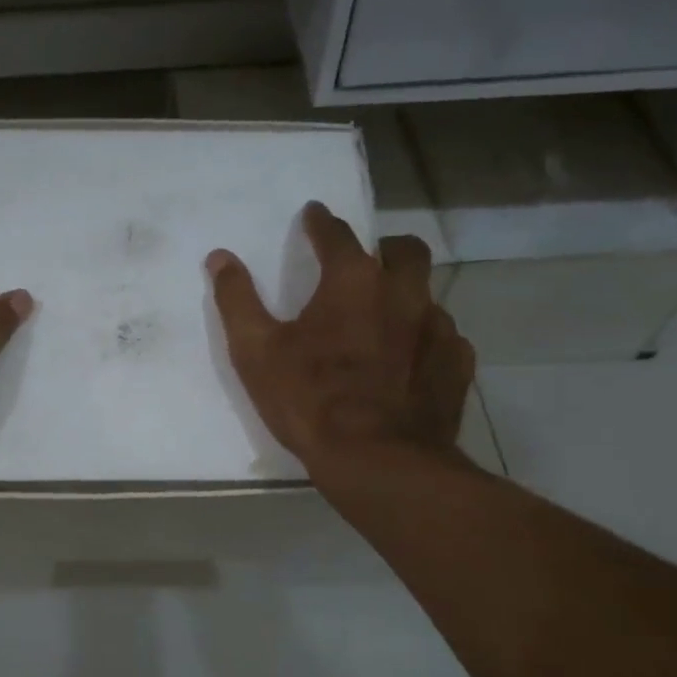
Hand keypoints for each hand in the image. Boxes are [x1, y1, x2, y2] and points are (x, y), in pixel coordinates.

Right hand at [207, 201, 474, 480]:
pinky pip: (444, 339)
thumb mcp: (256, 352)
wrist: (379, 461)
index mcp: (352, 281)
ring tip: (385, 322)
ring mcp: (438, 328)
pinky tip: (410, 363)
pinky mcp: (457, 364)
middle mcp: (403, 293)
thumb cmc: (310, 401)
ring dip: (406, 298)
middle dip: (384, 247)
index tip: (314, 215)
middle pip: (404, 250)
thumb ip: (237, 300)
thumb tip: (219, 257)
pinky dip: (424, 341)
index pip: (337, 234)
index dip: (321, 222)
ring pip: (427, 295)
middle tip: (366, 262)